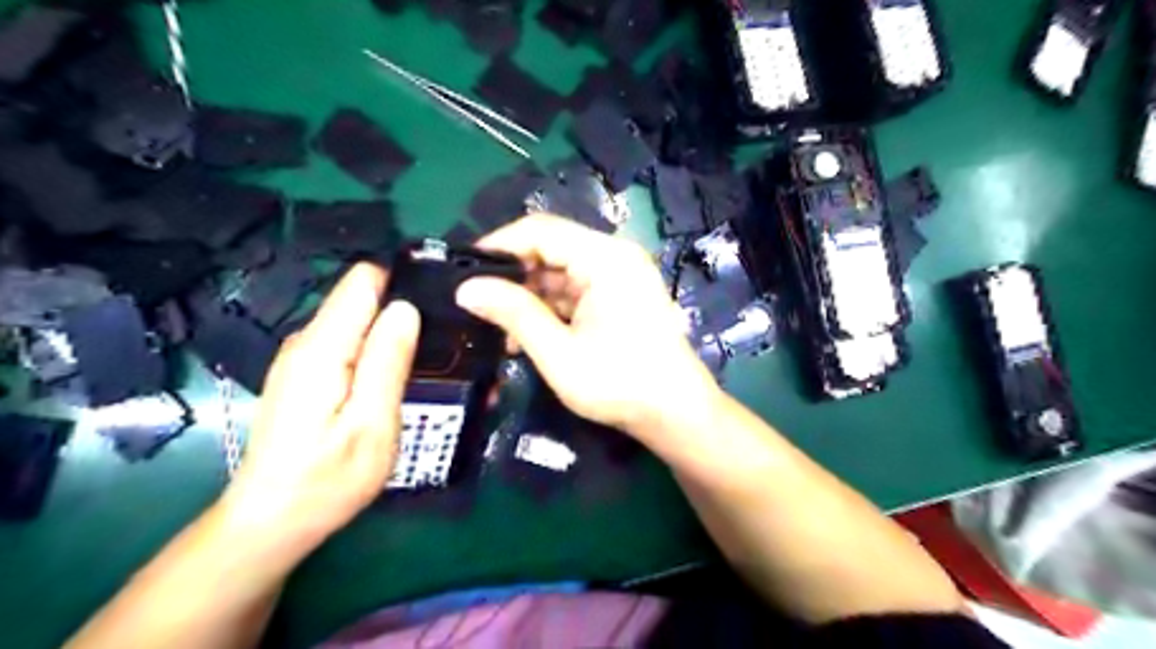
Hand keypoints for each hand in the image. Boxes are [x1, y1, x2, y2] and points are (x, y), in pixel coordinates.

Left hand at [216, 264, 421, 556]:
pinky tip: (400, 377)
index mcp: (323, 347)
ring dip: (395, 334)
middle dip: (406, 312)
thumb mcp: (372, 424)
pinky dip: (378, 352)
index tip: (442, 299)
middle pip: (365, 299)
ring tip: (432, 360)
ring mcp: (304, 357)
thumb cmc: (326, 480)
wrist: (272, 521)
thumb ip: (388, 362)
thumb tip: (406, 308)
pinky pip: (351, 343)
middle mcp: (308, 341)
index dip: (404, 281)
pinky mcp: (308, 373)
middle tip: (447, 341)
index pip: (364, 280)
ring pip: (361, 322)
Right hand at [455, 214, 718, 446]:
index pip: (540, 230)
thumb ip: (513, 314)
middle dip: (513, 276)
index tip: (464, 271)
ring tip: (499, 329)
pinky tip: (529, 336)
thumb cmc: (620, 384)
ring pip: (560, 272)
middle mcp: (615, 256)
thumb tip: (466, 288)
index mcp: (605, 258)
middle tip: (478, 304)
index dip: (499, 245)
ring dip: (530, 297)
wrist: (676, 413)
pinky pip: (576, 289)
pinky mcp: (620, 295)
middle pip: (551, 248)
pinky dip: (551, 308)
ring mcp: (620, 276)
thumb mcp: (558, 352)